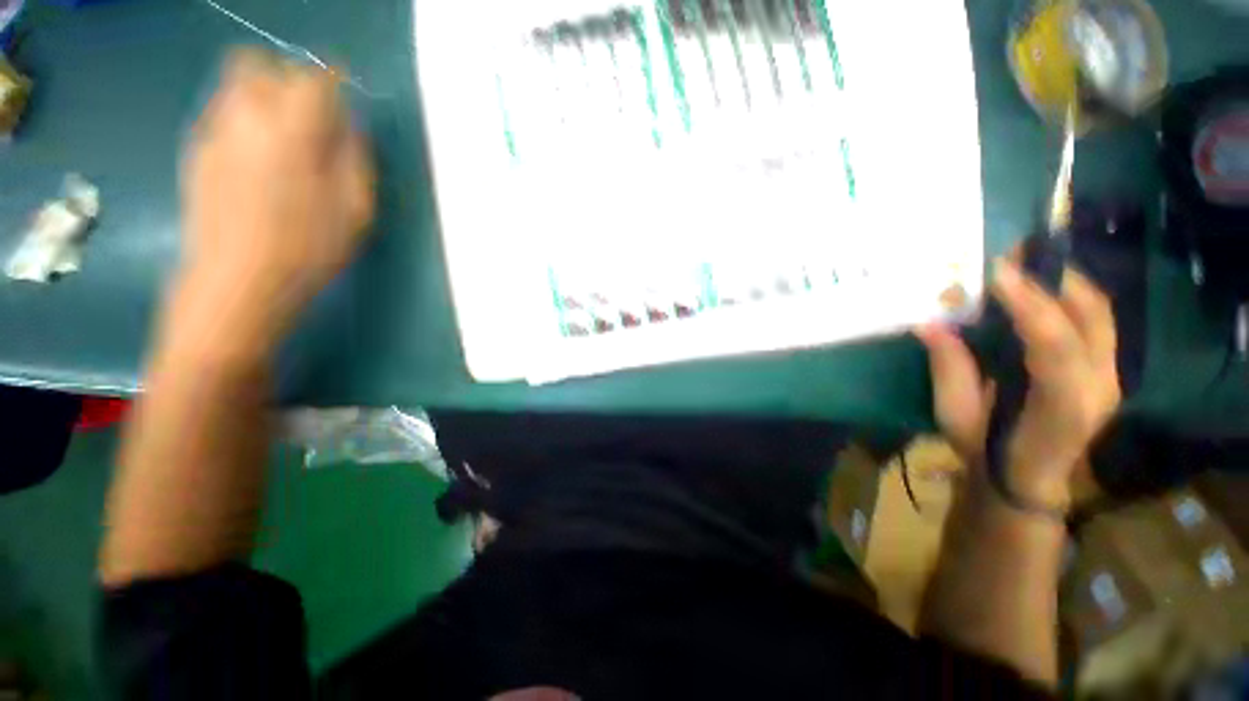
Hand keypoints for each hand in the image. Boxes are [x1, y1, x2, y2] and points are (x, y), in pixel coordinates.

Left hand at [176, 48, 374, 354]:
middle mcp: (247, 117)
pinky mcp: (196, 150)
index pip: (314, 78)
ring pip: (236, 85)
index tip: (345, 94)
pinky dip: (245, 118)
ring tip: (286, 136)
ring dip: (265, 96)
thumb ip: (357, 161)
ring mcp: (214, 131)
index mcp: (293, 130)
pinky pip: (223, 113)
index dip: (334, 80)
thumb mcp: (357, 211)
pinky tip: (259, 156)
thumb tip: (350, 129)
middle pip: (261, 65)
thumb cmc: (309, 249)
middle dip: (290, 79)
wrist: (238, 280)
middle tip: (311, 114)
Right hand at [916, 260, 1120, 508]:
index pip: (1055, 345)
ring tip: (1026, 263)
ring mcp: (1110, 376)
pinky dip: (1071, 295)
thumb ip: (949, 369)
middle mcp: (1099, 386)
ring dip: (1063, 281)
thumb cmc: (986, 451)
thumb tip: (930, 324)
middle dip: (1052, 278)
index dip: (1029, 304)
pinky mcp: (1106, 368)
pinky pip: (1096, 320)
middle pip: (1091, 318)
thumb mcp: (956, 415)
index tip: (997, 271)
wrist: (1027, 479)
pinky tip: (1042, 287)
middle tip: (1012, 255)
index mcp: (1061, 406)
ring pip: (1099, 313)